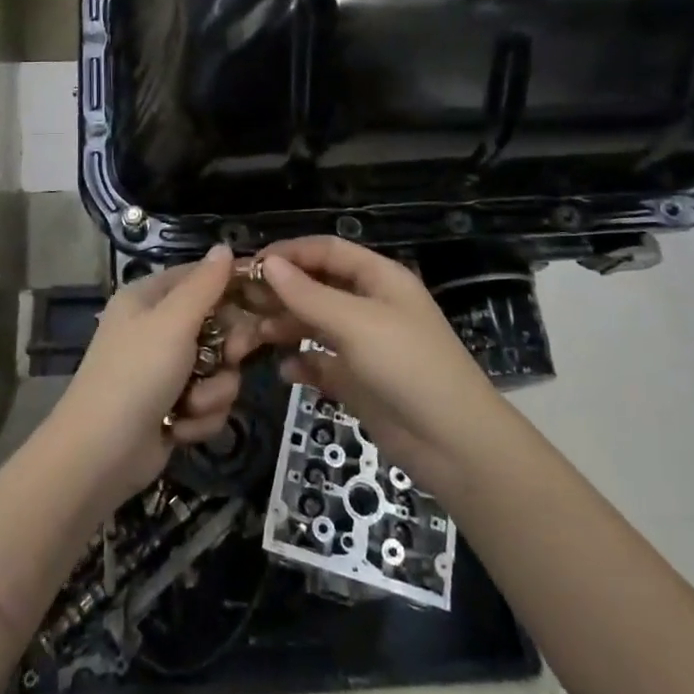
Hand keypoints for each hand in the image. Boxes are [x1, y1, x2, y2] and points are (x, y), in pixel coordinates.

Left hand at [51, 245, 260, 507]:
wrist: (100, 455)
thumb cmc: (136, 375)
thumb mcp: (173, 322)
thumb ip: (205, 284)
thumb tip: (225, 246)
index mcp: (149, 299)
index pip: (201, 277)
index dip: (231, 287)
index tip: (262, 301)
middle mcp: (157, 330)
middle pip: (218, 326)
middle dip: (226, 351)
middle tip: (229, 358)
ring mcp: (165, 372)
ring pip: (220, 370)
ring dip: (212, 392)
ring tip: (190, 406)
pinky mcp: (173, 409)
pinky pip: (209, 403)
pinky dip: (199, 418)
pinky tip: (179, 428)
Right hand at [251, 237, 501, 497]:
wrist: (453, 443)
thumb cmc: (407, 366)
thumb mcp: (356, 323)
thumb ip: (308, 295)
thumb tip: (268, 264)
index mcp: (378, 278)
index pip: (327, 250)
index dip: (289, 253)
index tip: (250, 264)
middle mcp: (370, 305)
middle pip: (317, 286)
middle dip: (281, 291)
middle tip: (240, 302)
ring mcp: (364, 344)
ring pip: (315, 324)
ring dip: (285, 327)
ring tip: (253, 336)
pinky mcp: (358, 380)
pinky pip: (321, 363)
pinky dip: (302, 364)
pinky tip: (285, 372)